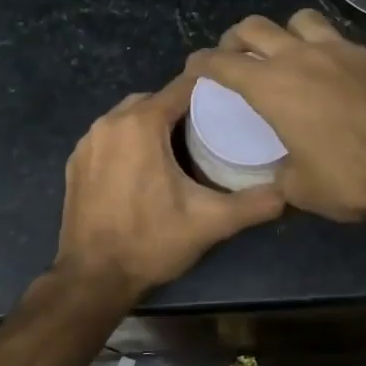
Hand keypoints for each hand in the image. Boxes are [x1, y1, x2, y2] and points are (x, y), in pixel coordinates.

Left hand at [56, 66, 284, 295]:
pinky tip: (144, 168)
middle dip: (180, 109)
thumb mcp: (210, 222)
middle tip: (209, 129)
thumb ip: (254, 204)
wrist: (92, 278)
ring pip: (128, 117)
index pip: (182, 87)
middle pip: (154, 99)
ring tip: (180, 148)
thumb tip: (290, 192)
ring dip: (152, 125)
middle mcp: (110, 122)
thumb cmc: (151, 242)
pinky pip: (109, 137)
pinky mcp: (75, 162)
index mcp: (141, 124)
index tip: (231, 99)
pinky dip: (128, 142)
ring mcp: (87, 142)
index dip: (209, 89)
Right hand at [190, 10, 365, 221]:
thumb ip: (282, 174)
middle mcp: (301, 56)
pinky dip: (330, 51)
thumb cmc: (350, 176)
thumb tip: (282, 172)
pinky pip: (342, 41)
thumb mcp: (302, 188)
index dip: (202, 63)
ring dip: (286, 31)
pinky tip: (339, 74)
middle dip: (237, 37)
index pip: (222, 63)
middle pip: (256, 26)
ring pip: (302, 19)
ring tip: (289, 52)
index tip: (195, 67)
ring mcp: (341, 49)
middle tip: (236, 53)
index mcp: (272, 86)